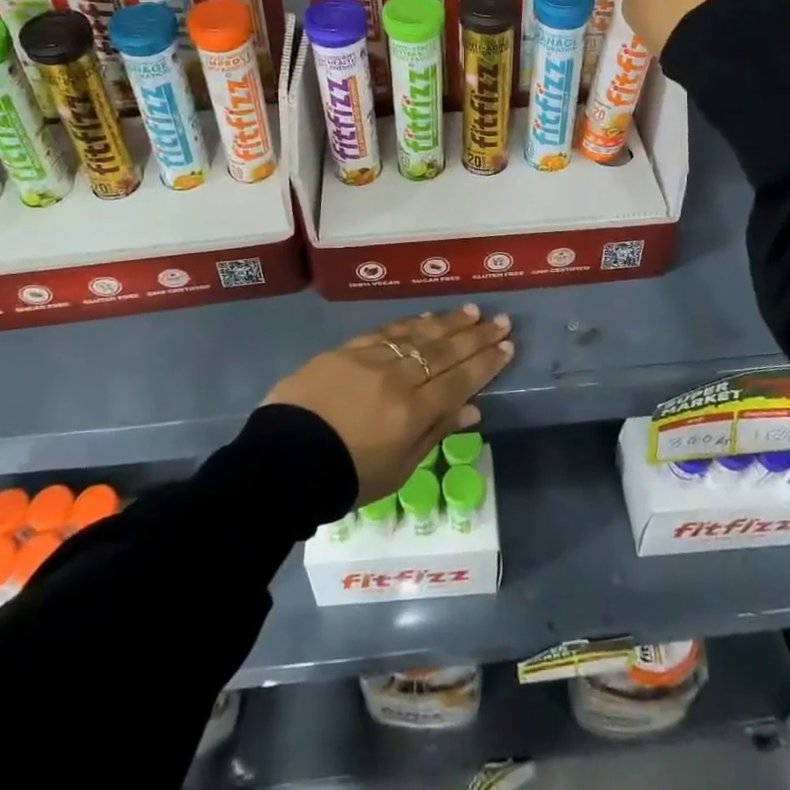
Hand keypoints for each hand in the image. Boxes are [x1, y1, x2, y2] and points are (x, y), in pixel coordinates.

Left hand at [263, 305, 514, 504]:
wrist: (282, 461)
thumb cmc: (344, 478)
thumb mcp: (397, 471)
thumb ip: (435, 434)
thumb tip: (472, 409)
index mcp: (412, 412)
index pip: (459, 380)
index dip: (486, 362)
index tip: (507, 345)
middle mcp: (398, 378)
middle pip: (445, 351)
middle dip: (476, 336)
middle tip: (502, 320)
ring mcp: (371, 359)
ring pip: (418, 335)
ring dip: (448, 322)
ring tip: (471, 311)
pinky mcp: (346, 350)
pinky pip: (386, 331)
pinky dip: (410, 323)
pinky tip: (426, 317)